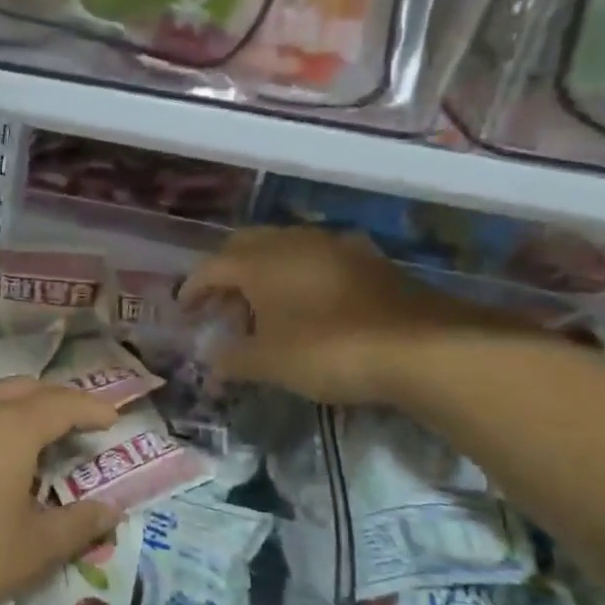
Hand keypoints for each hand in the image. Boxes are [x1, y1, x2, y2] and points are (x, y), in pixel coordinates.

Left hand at [0, 378, 121, 604]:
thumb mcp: (28, 553)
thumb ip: (76, 526)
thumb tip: (110, 509)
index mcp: (9, 429)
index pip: (63, 404)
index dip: (92, 410)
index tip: (112, 421)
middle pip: (20, 389)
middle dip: (52, 401)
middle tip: (71, 427)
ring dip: (10, 412)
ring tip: (23, 445)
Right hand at [180, 227, 509, 405]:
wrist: (420, 346)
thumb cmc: (327, 350)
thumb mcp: (269, 363)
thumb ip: (232, 359)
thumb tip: (210, 360)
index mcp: (259, 261)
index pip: (211, 267)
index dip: (193, 288)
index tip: (183, 309)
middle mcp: (291, 241)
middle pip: (244, 246)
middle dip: (225, 272)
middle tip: (219, 304)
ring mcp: (332, 244)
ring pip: (282, 247)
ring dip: (262, 272)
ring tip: (261, 307)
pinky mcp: (365, 258)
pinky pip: (315, 257)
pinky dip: (297, 274)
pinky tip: (306, 301)